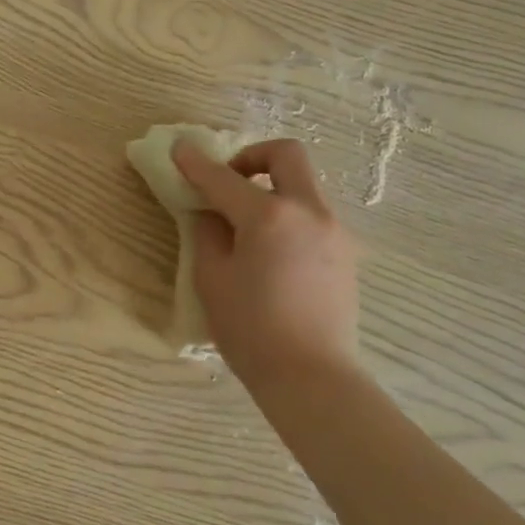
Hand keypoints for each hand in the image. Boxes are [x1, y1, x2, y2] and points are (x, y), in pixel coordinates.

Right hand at [172, 138, 359, 396]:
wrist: (311, 376)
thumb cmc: (251, 329)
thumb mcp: (212, 278)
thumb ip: (208, 234)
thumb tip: (211, 213)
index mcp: (269, 216)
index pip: (223, 178)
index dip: (196, 162)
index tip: (179, 148)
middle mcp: (308, 211)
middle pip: (286, 155)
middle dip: (253, 156)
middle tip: (229, 180)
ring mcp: (334, 230)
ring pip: (303, 186)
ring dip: (272, 188)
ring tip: (247, 225)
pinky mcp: (346, 253)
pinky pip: (312, 215)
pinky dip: (288, 214)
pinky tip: (271, 251)